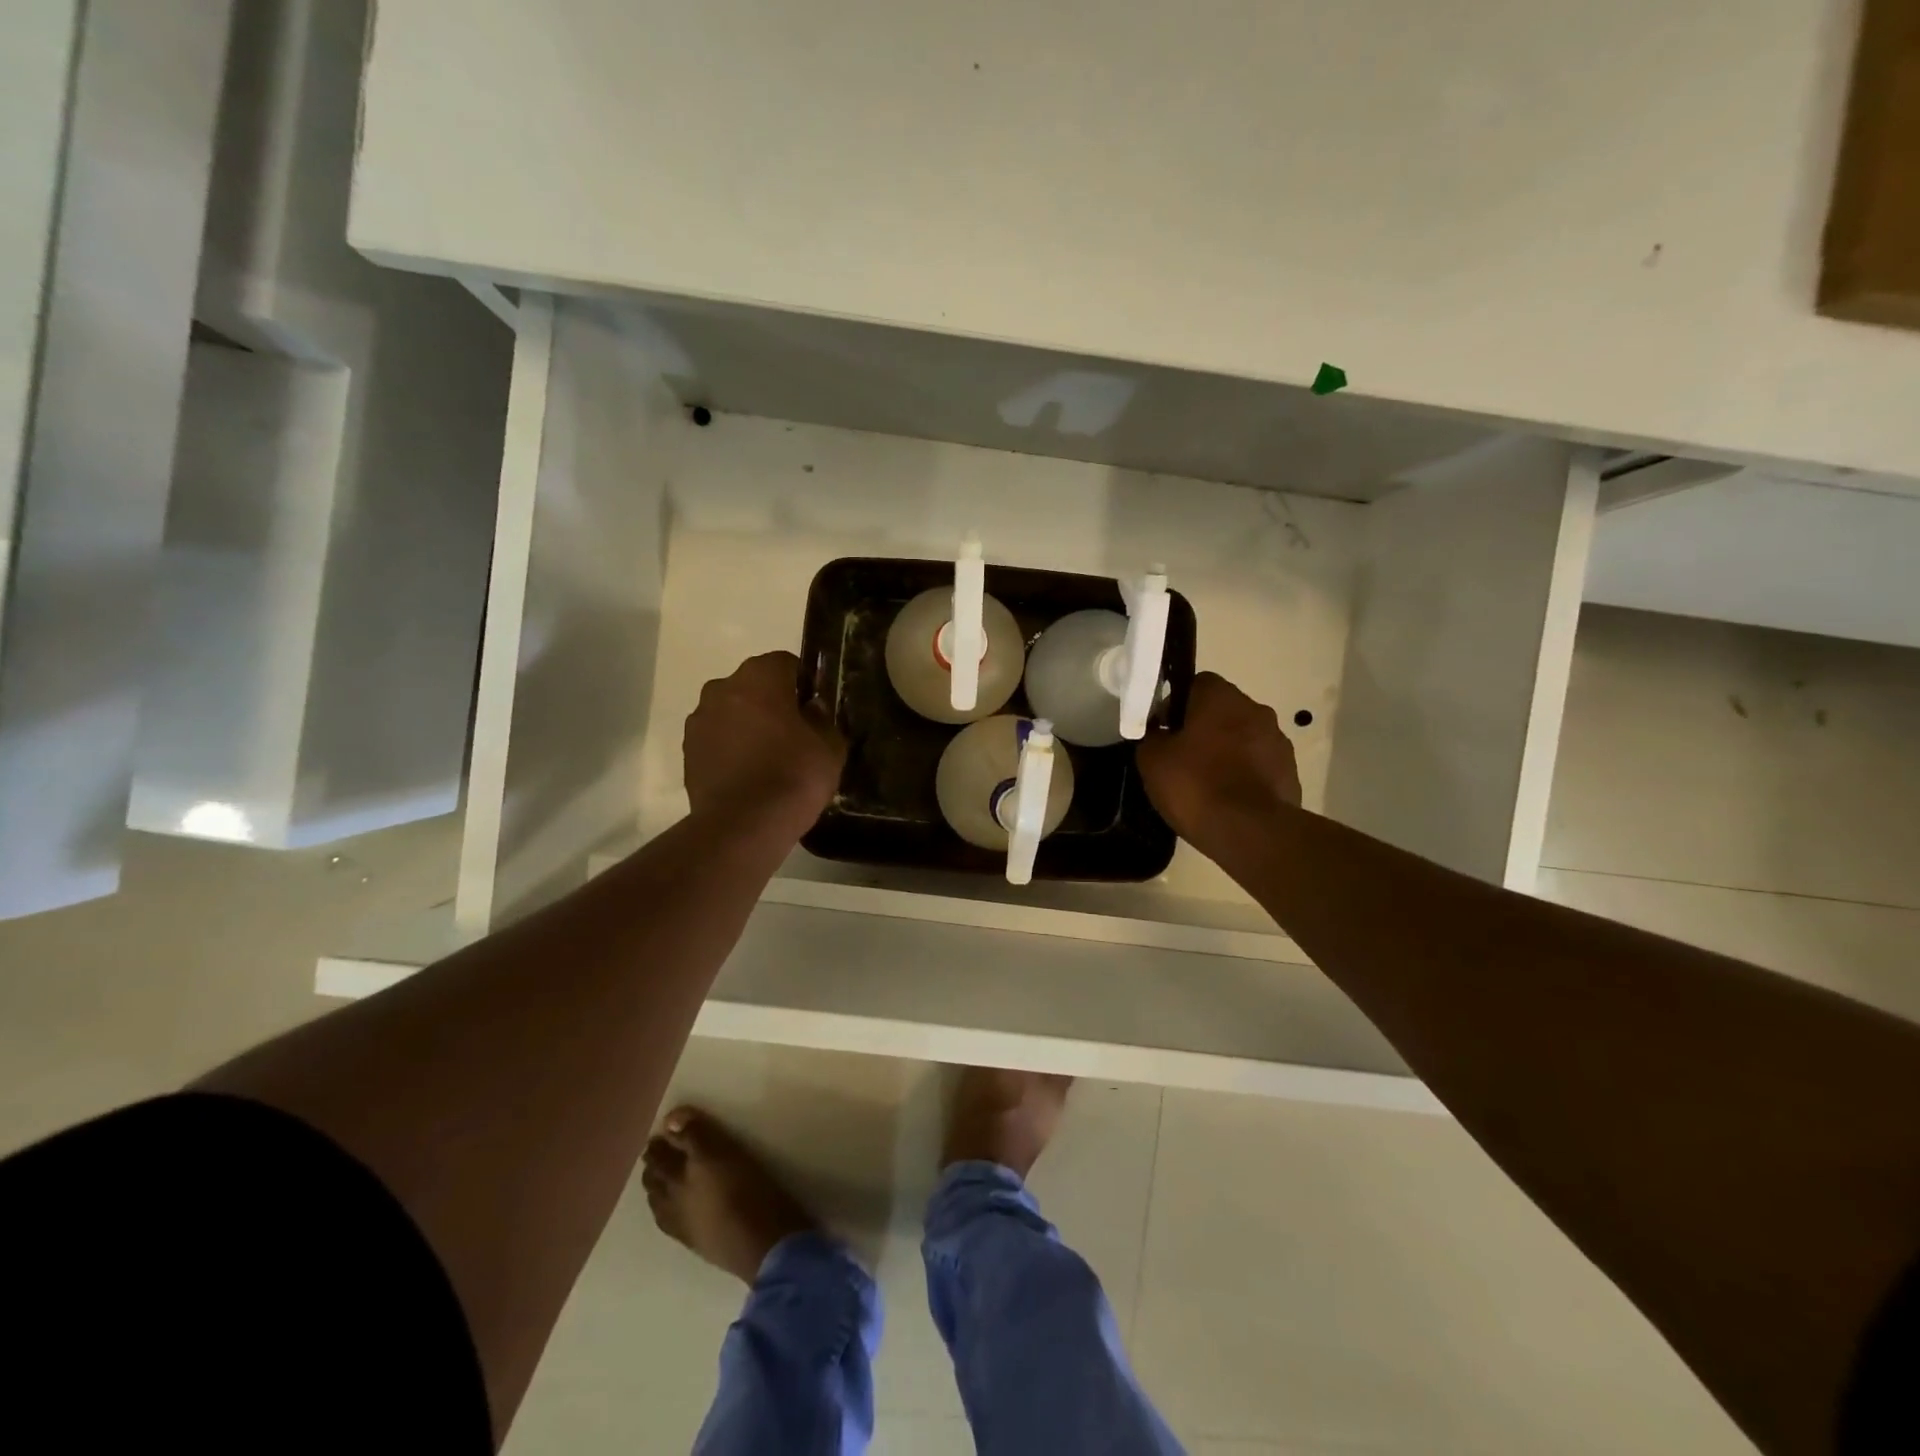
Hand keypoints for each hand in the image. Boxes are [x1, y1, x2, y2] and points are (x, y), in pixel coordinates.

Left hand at [683, 652, 845, 835]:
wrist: (743, 825)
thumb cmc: (794, 776)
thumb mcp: (831, 747)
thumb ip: (823, 719)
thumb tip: (811, 710)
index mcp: (759, 677)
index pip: (786, 663)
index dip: (803, 684)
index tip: (814, 709)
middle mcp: (722, 688)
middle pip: (753, 686)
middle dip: (771, 703)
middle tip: (794, 735)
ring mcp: (699, 720)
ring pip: (731, 712)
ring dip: (747, 725)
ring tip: (768, 759)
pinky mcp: (688, 751)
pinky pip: (716, 739)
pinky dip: (731, 749)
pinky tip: (748, 775)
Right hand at [1136, 673, 1301, 854]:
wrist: (1249, 832)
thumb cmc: (1195, 785)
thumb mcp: (1152, 760)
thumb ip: (1152, 737)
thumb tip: (1159, 733)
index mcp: (1222, 698)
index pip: (1197, 683)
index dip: (1176, 704)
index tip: (1164, 731)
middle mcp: (1256, 710)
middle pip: (1223, 710)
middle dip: (1204, 728)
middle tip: (1182, 758)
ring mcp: (1278, 741)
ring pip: (1244, 737)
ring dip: (1227, 751)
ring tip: (1206, 783)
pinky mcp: (1290, 772)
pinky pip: (1259, 765)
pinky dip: (1244, 775)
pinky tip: (1228, 799)